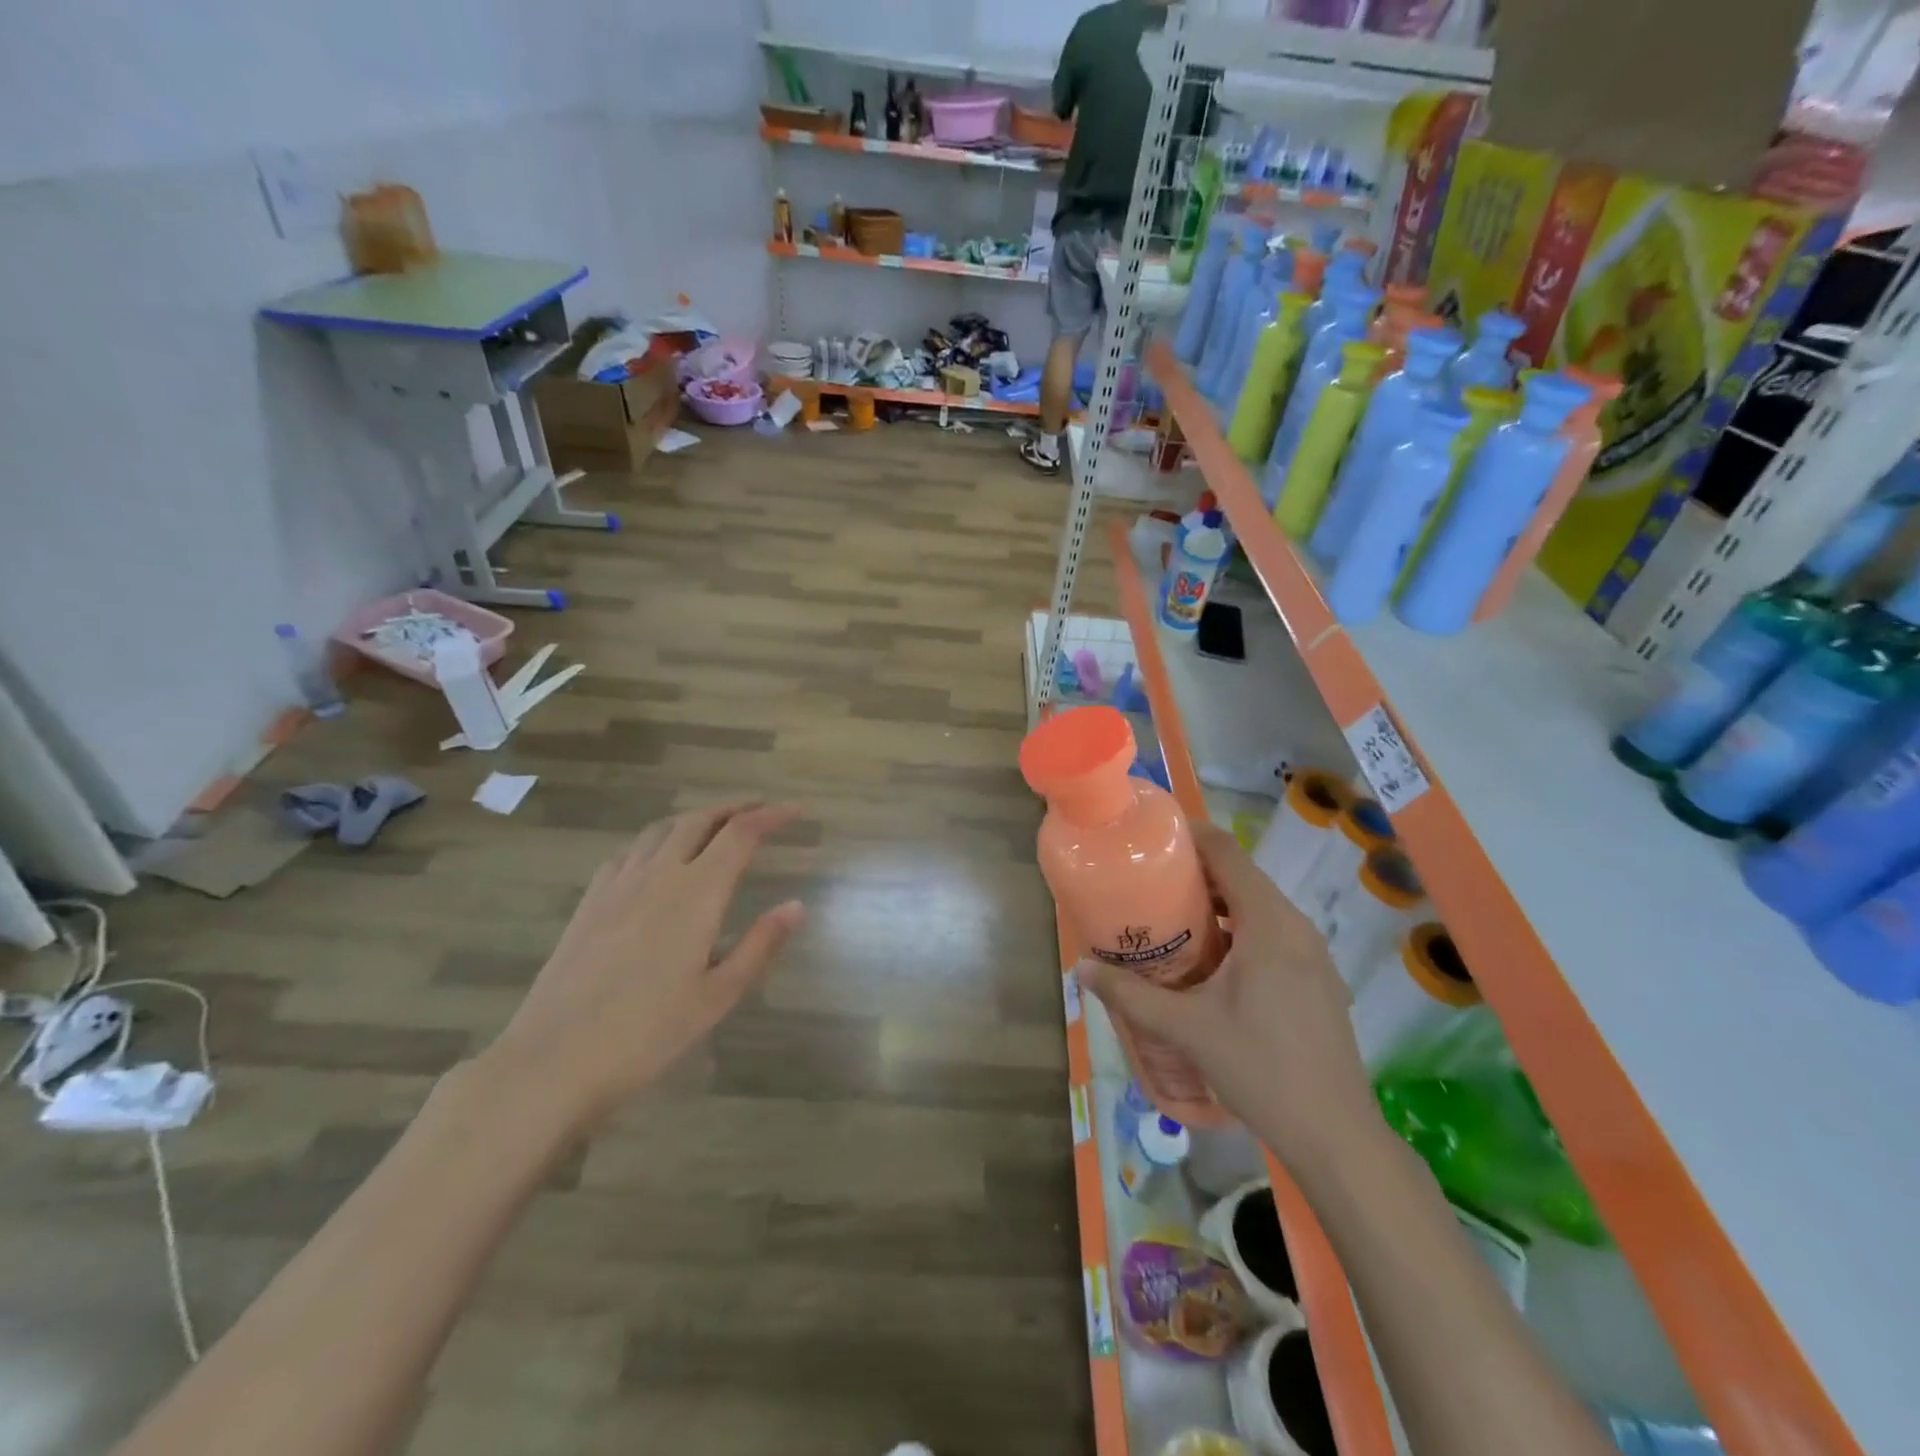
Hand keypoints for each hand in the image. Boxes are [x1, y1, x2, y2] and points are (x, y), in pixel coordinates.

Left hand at [481, 803, 805, 1127]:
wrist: (554, 1059)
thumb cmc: (648, 1033)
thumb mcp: (718, 995)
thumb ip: (760, 945)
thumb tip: (796, 906)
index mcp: (697, 893)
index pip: (740, 834)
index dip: (771, 816)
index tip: (794, 811)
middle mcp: (659, 874)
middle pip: (700, 820)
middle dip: (734, 808)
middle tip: (760, 810)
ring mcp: (618, 884)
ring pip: (662, 829)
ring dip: (695, 818)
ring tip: (715, 826)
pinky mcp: (590, 901)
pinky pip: (630, 851)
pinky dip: (657, 840)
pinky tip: (658, 859)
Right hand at [1075, 822, 1376, 1174]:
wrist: (1335, 1134)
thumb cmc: (1260, 1068)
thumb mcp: (1186, 1028)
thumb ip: (1131, 995)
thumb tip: (1082, 970)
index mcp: (1269, 923)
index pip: (1227, 853)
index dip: (1190, 836)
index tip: (1152, 838)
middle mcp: (1296, 927)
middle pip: (1242, 877)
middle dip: (1196, 873)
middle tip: (1149, 882)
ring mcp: (1314, 955)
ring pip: (1259, 908)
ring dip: (1218, 904)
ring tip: (1173, 918)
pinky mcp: (1318, 981)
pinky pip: (1274, 935)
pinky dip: (1240, 930)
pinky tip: (1212, 963)